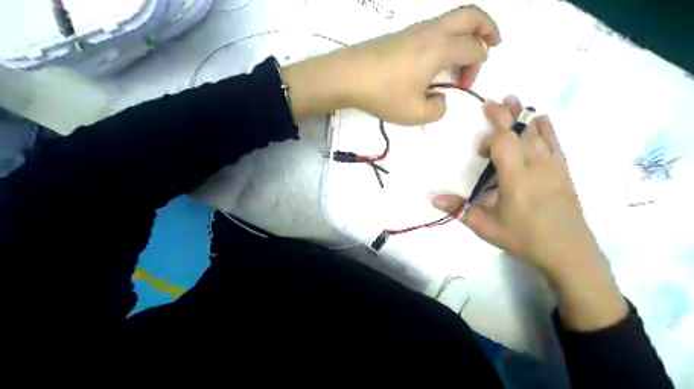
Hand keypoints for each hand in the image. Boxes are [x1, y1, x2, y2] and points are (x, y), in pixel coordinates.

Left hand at [282, 6, 499, 123]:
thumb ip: (437, 109)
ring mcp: (416, 29)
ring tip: (469, 49)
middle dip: (488, 27)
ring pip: (452, 18)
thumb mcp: (415, 113)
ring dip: (467, 31)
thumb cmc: (383, 94)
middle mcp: (432, 32)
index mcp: (441, 49)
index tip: (463, 86)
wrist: (347, 75)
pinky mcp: (403, 33)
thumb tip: (441, 99)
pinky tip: (440, 55)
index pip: (474, 49)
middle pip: (471, 15)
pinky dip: (449, 35)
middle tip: (494, 43)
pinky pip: (436, 26)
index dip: (477, 67)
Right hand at [435, 96, 599, 274]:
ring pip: (538, 133)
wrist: (568, 252)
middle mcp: (536, 166)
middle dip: (504, 114)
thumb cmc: (524, 239)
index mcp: (516, 179)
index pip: (504, 143)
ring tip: (512, 99)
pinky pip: (556, 143)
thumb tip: (432, 198)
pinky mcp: (564, 171)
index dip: (490, 139)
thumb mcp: (486, 227)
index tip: (480, 153)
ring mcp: (553, 167)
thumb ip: (459, 210)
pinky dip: (547, 128)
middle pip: (521, 131)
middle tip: (491, 102)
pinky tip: (541, 118)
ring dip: (523, 115)